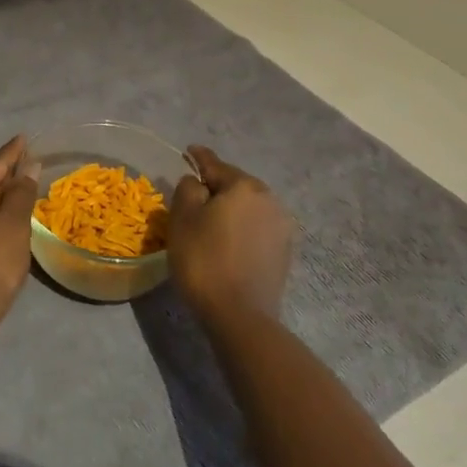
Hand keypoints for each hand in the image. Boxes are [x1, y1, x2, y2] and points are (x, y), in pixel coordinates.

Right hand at [166, 146, 292, 327]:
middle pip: (235, 185)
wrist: (240, 315)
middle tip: (194, 194)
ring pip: (248, 207)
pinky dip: (242, 227)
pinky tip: (229, 240)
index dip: (199, 157)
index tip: (189, 151)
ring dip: (231, 208)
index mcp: (243, 186)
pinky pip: (257, 227)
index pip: (215, 164)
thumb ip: (188, 189)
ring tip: (211, 219)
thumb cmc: (204, 260)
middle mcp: (268, 199)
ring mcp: (281, 226)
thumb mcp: (182, 219)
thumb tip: (197, 183)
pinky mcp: (284, 251)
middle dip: (216, 186)